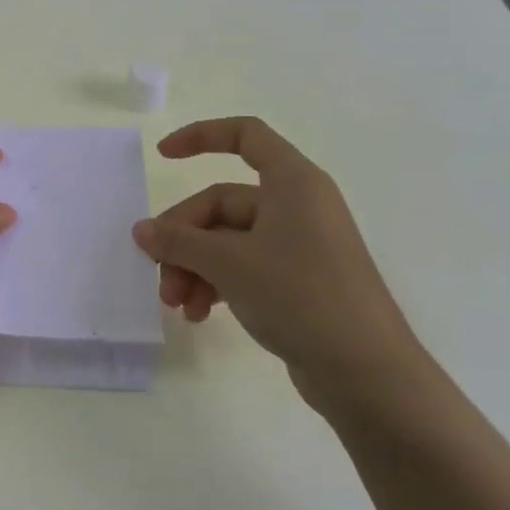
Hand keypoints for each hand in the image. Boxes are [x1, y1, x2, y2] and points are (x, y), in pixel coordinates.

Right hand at [130, 116, 424, 410]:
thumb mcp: (229, 264)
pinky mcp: (297, 281)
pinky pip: (243, 267)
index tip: (162, 156)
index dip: (201, 137)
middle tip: (160, 275)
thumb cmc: (301, 296)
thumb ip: (179, 242)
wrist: (368, 375)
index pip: (245, 135)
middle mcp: (296, 206)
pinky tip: (198, 314)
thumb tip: (141, 231)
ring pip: (227, 241)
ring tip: (177, 304)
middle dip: (184, 240)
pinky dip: (216, 284)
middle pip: (222, 203)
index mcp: (292, 183)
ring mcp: (298, 245)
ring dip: (194, 268)